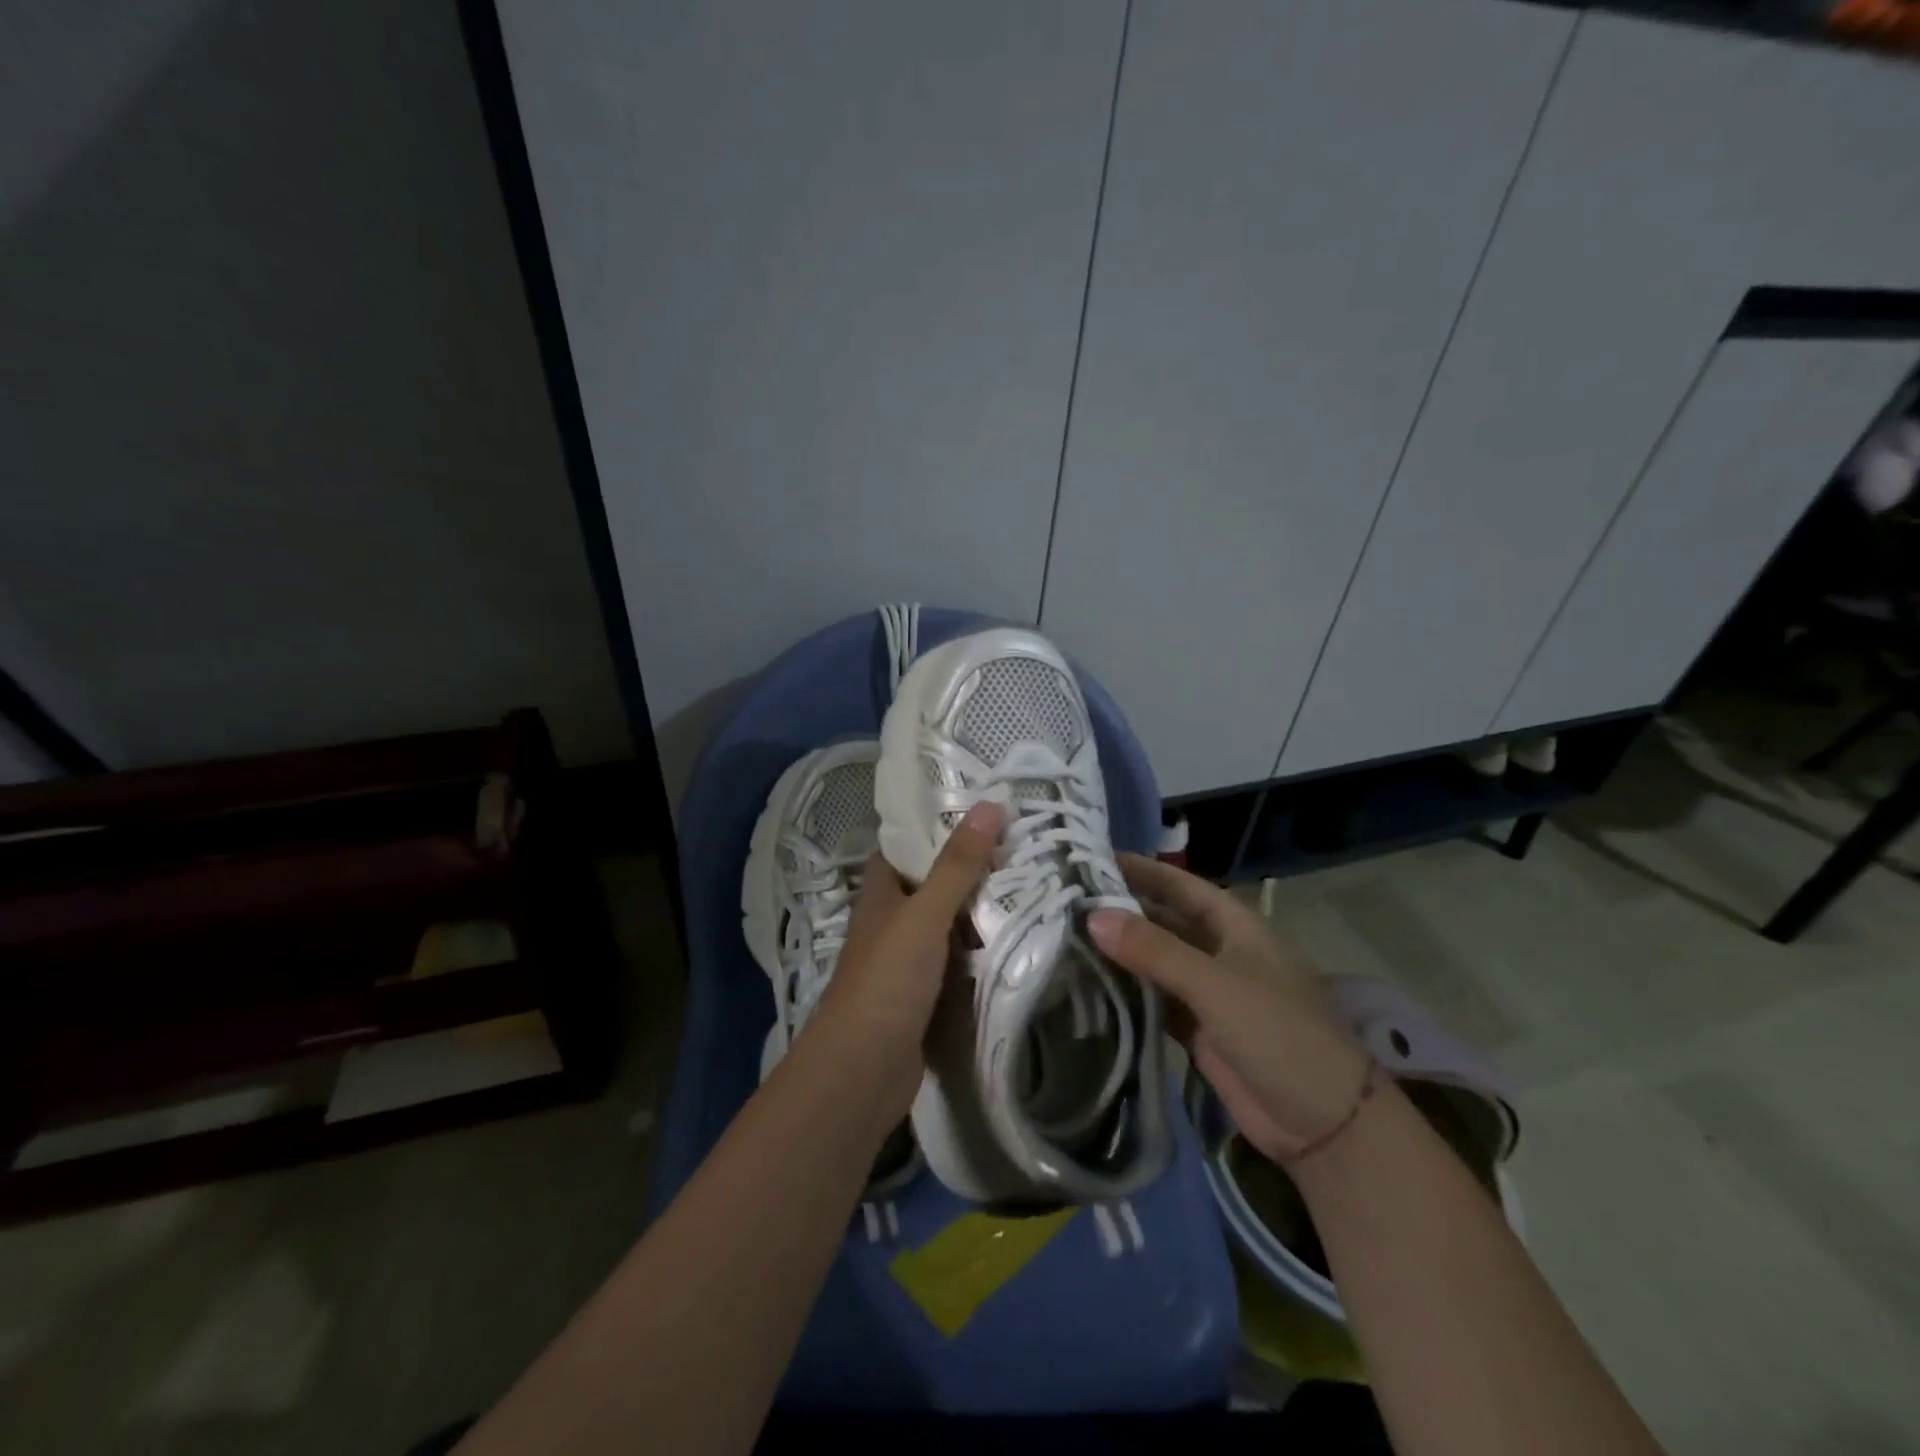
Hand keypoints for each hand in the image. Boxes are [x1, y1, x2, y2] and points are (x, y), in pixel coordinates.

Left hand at [812, 801, 1004, 1112]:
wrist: (864, 1071)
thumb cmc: (888, 981)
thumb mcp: (925, 915)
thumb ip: (957, 865)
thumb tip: (989, 804)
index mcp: (880, 895)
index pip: (902, 846)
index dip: (933, 824)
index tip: (977, 808)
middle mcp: (890, 922)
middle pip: (930, 883)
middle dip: (967, 867)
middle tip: (1017, 844)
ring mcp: (906, 961)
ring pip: (945, 923)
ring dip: (977, 909)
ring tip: (1027, 883)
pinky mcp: (924, 995)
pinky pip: (956, 961)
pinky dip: (979, 950)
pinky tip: (1014, 939)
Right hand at [1089, 854, 1369, 1162]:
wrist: (1322, 1124)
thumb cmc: (1278, 1033)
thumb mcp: (1215, 984)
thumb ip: (1154, 950)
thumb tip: (1092, 916)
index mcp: (1233, 926)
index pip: (1177, 885)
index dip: (1139, 870)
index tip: (1088, 858)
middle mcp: (1217, 951)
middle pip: (1161, 922)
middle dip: (1119, 912)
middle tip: (1062, 901)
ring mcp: (1206, 992)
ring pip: (1153, 963)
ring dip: (1118, 954)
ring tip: (1063, 939)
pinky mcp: (1196, 1030)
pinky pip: (1153, 1001)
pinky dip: (1125, 994)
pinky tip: (1087, 987)